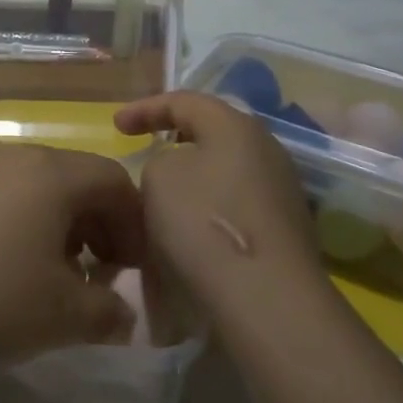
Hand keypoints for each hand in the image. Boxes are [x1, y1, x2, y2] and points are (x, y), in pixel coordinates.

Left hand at [0, 143, 147, 375]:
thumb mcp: (63, 318)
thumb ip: (109, 313)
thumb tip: (122, 315)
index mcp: (49, 173)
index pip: (113, 180)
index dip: (133, 224)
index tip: (132, 270)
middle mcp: (9, 155)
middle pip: (71, 178)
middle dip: (95, 225)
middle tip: (94, 275)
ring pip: (29, 185)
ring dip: (52, 224)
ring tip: (44, 274)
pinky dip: (11, 221)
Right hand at [113, 92, 323, 316]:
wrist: (268, 300)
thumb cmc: (204, 224)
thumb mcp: (158, 178)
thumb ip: (160, 161)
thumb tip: (178, 173)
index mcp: (235, 126)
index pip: (184, 101)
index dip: (145, 108)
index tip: (116, 127)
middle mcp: (266, 149)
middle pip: (213, 132)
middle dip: (176, 138)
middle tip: (147, 148)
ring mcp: (282, 191)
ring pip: (226, 170)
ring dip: (194, 177)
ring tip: (165, 195)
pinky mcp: (286, 230)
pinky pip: (237, 203)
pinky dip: (210, 207)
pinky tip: (192, 231)